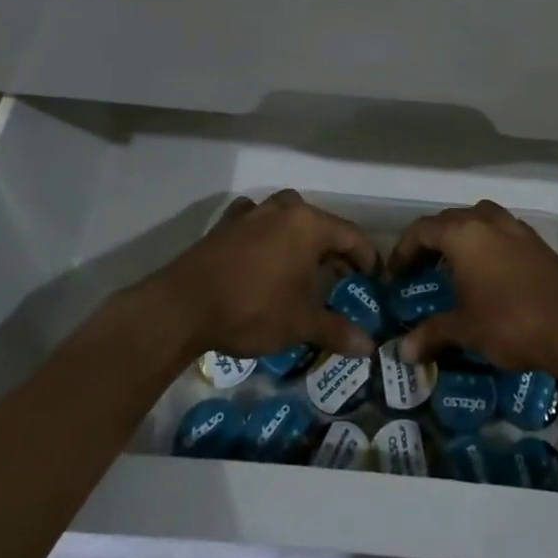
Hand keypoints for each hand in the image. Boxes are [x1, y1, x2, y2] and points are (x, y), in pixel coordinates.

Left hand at [150, 190, 379, 361]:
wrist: (182, 307)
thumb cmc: (252, 309)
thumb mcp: (299, 324)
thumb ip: (336, 330)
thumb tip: (369, 347)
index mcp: (309, 225)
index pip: (352, 236)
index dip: (367, 259)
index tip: (375, 280)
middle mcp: (284, 210)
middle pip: (321, 224)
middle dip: (334, 249)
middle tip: (340, 279)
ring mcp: (251, 213)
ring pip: (288, 217)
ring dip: (300, 238)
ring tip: (302, 266)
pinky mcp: (225, 225)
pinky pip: (256, 221)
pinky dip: (265, 233)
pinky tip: (261, 252)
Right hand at [391, 201, 557, 372]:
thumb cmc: (510, 323)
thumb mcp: (466, 330)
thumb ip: (432, 334)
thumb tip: (402, 353)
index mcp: (464, 234)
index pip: (422, 230)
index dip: (403, 249)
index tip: (394, 274)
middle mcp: (488, 221)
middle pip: (449, 220)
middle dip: (430, 241)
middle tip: (419, 269)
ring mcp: (516, 228)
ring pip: (479, 219)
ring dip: (461, 235)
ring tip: (453, 264)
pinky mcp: (537, 242)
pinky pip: (501, 231)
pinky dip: (486, 242)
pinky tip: (487, 272)